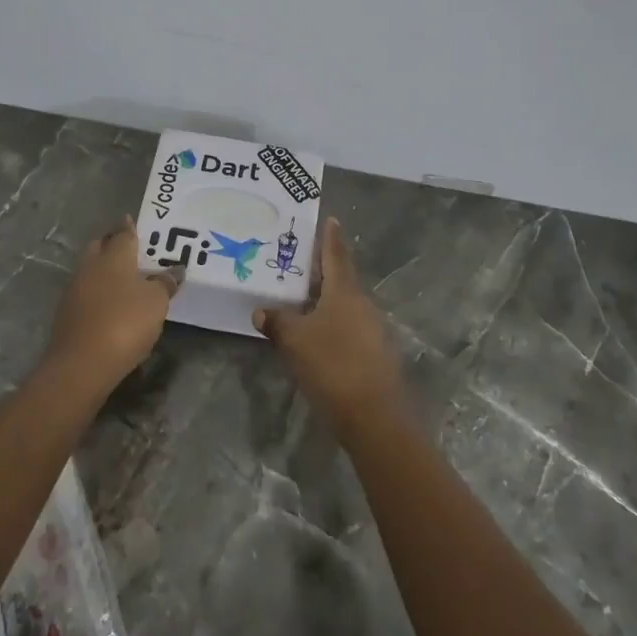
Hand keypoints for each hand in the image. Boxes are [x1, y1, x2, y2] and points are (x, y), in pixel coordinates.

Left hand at [44, 216, 176, 389]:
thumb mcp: (156, 303)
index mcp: (113, 256)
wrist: (81, 364)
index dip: (130, 227)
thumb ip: (164, 283)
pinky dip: (99, 293)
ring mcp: (74, 289)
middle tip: (133, 251)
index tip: (136, 224)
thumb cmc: (125, 323)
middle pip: (101, 247)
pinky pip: (87, 293)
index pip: (123, 233)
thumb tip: (173, 270)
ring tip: (126, 280)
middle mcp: (90, 265)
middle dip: (113, 245)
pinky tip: (111, 305)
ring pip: (92, 270)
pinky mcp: (67, 313)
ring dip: (105, 271)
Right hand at [255, 219, 404, 434]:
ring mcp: (372, 331)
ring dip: (325, 300)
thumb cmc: (332, 365)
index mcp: (345, 292)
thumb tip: (262, 312)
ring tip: (300, 300)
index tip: (330, 219)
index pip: (336, 255)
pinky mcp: (374, 355)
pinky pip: (348, 328)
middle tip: (299, 262)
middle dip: (321, 271)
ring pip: (344, 306)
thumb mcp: (294, 341)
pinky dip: (331, 324)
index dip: (330, 237)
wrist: (374, 417)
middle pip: (341, 280)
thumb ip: (277, 323)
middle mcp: (362, 305)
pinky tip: (315, 335)